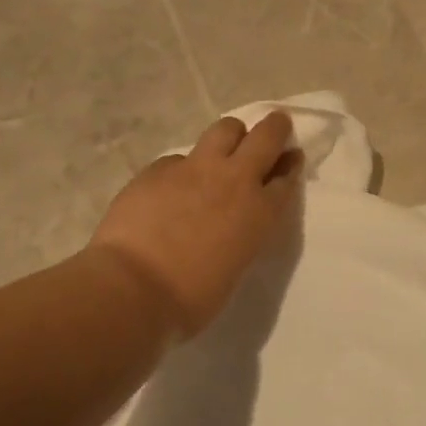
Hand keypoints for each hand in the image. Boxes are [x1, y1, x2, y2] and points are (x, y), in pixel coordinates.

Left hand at [88, 112, 302, 336]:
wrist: (134, 288)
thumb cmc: (192, 298)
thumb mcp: (235, 266)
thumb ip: (241, 236)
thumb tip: (229, 225)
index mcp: (261, 213)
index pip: (287, 177)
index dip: (290, 166)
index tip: (290, 160)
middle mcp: (235, 180)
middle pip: (266, 136)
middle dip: (274, 128)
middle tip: (274, 128)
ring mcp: (195, 169)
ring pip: (225, 129)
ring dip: (232, 135)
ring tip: (225, 148)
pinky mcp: (159, 169)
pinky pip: (179, 158)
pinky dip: (184, 169)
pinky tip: (172, 187)